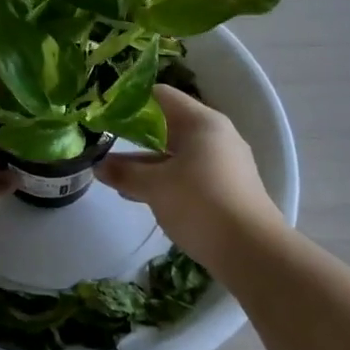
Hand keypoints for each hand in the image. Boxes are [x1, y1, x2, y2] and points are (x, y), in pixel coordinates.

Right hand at [98, 85, 283, 260]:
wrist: (253, 253)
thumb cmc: (200, 204)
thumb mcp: (154, 186)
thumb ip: (124, 172)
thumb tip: (97, 165)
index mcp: (202, 122)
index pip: (160, 96)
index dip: (130, 102)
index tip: (104, 115)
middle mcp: (216, 135)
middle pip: (168, 124)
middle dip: (135, 135)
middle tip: (105, 142)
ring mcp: (224, 162)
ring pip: (177, 152)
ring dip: (147, 161)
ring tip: (114, 174)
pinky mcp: (226, 188)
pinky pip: (188, 172)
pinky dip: (164, 178)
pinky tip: (140, 194)